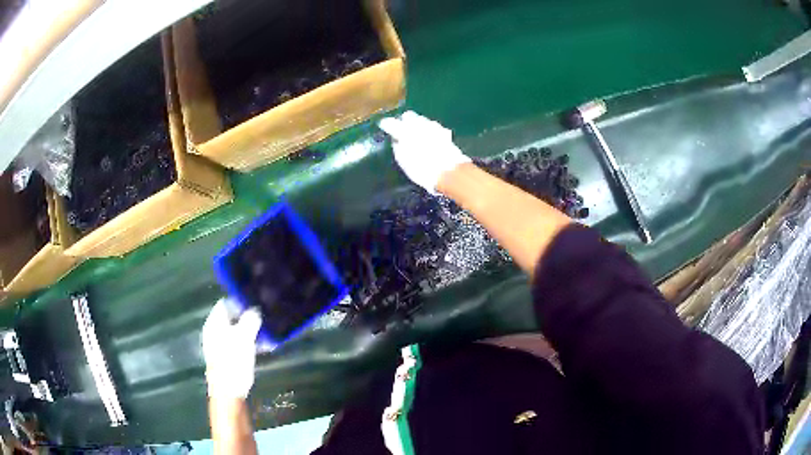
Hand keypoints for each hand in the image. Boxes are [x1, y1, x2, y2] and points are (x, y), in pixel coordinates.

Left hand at [201, 299, 262, 398]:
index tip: (257, 304)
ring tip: (267, 336)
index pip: (226, 303)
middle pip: (231, 318)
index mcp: (214, 323)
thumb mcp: (244, 338)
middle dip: (248, 318)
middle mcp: (214, 331)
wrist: (228, 392)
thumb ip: (250, 320)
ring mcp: (219, 345)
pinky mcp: (226, 357)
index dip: (241, 302)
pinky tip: (262, 348)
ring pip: (236, 332)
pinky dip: (248, 343)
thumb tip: (255, 309)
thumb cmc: (233, 362)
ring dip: (251, 332)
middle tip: (265, 320)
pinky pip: (238, 344)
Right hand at [379, 111, 470, 194]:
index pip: (390, 122)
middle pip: (408, 116)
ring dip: (417, 125)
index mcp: (404, 131)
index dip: (386, 124)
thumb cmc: (422, 168)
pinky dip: (428, 130)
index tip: (384, 127)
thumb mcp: (403, 160)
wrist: (448, 170)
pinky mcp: (443, 130)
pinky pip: (432, 126)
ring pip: (421, 119)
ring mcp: (432, 125)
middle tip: (402, 131)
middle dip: (404, 121)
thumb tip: (396, 140)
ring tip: (416, 136)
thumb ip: (397, 147)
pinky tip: (429, 139)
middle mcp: (418, 123)